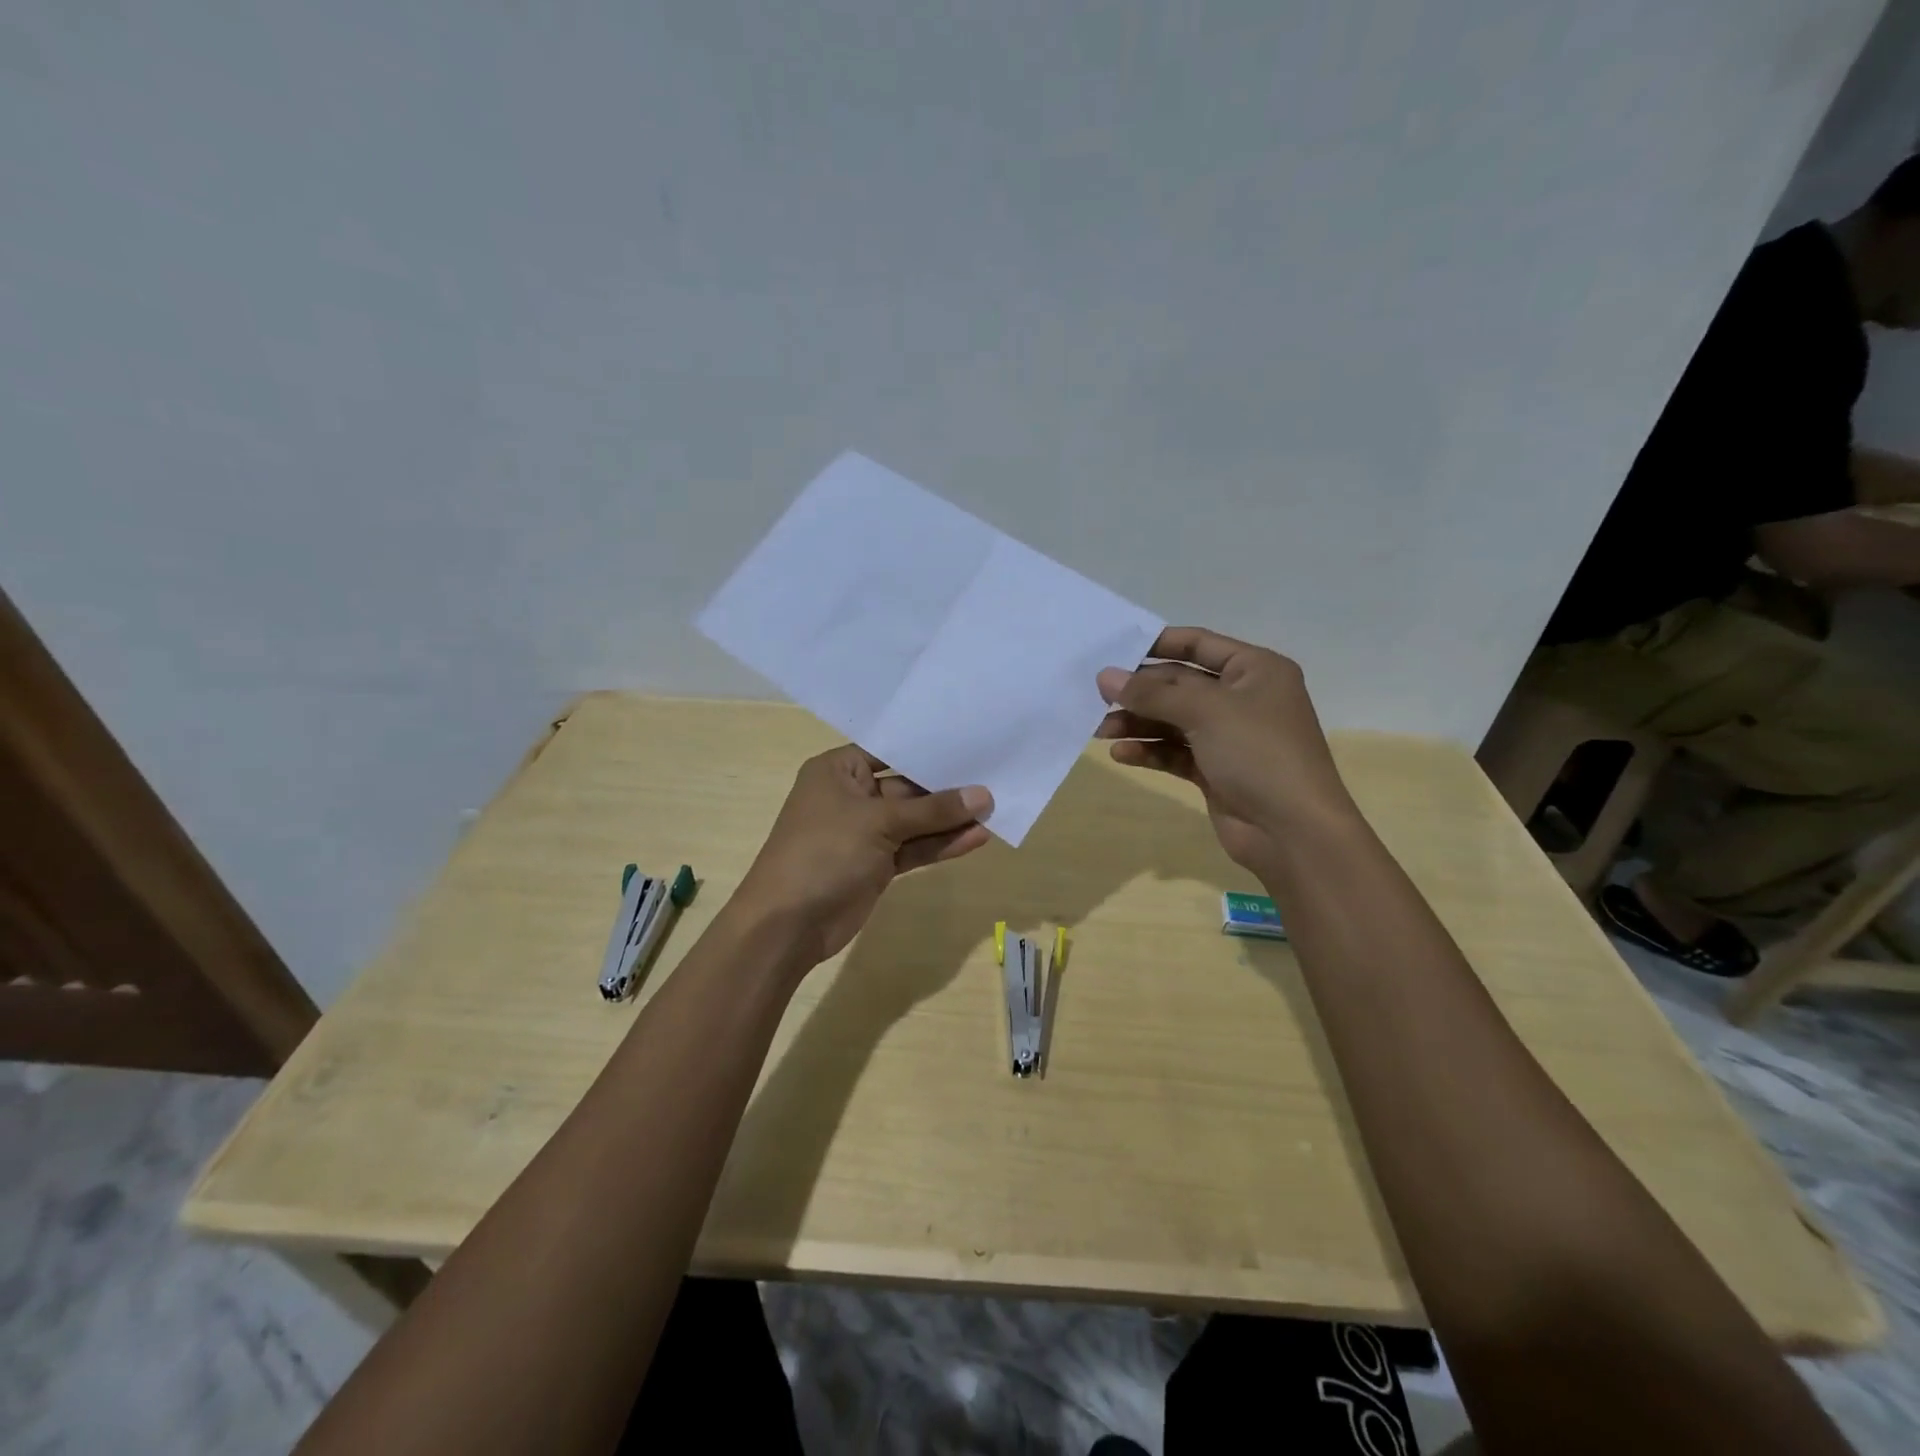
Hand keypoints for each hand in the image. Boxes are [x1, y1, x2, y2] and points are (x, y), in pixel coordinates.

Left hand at [733, 746, 993, 966]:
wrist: (787, 925)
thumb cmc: (824, 852)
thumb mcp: (879, 822)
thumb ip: (933, 810)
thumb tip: (983, 795)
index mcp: (839, 770)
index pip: (891, 750)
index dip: (929, 749)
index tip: (972, 741)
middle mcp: (852, 795)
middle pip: (907, 786)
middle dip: (948, 788)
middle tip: (995, 777)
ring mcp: (865, 833)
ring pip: (915, 821)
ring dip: (950, 819)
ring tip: (996, 810)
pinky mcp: (877, 864)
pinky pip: (914, 848)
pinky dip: (941, 844)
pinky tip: (977, 838)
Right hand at [1095, 626, 1353, 871]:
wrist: (1292, 831)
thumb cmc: (1258, 753)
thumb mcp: (1205, 711)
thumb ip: (1152, 693)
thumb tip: (1105, 676)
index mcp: (1255, 670)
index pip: (1199, 644)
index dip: (1158, 643)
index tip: (1114, 648)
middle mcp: (1243, 698)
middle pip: (1180, 685)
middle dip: (1140, 692)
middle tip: (1097, 696)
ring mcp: (1229, 737)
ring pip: (1173, 721)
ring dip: (1138, 724)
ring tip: (1100, 730)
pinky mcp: (1215, 771)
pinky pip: (1175, 752)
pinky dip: (1150, 751)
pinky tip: (1121, 754)